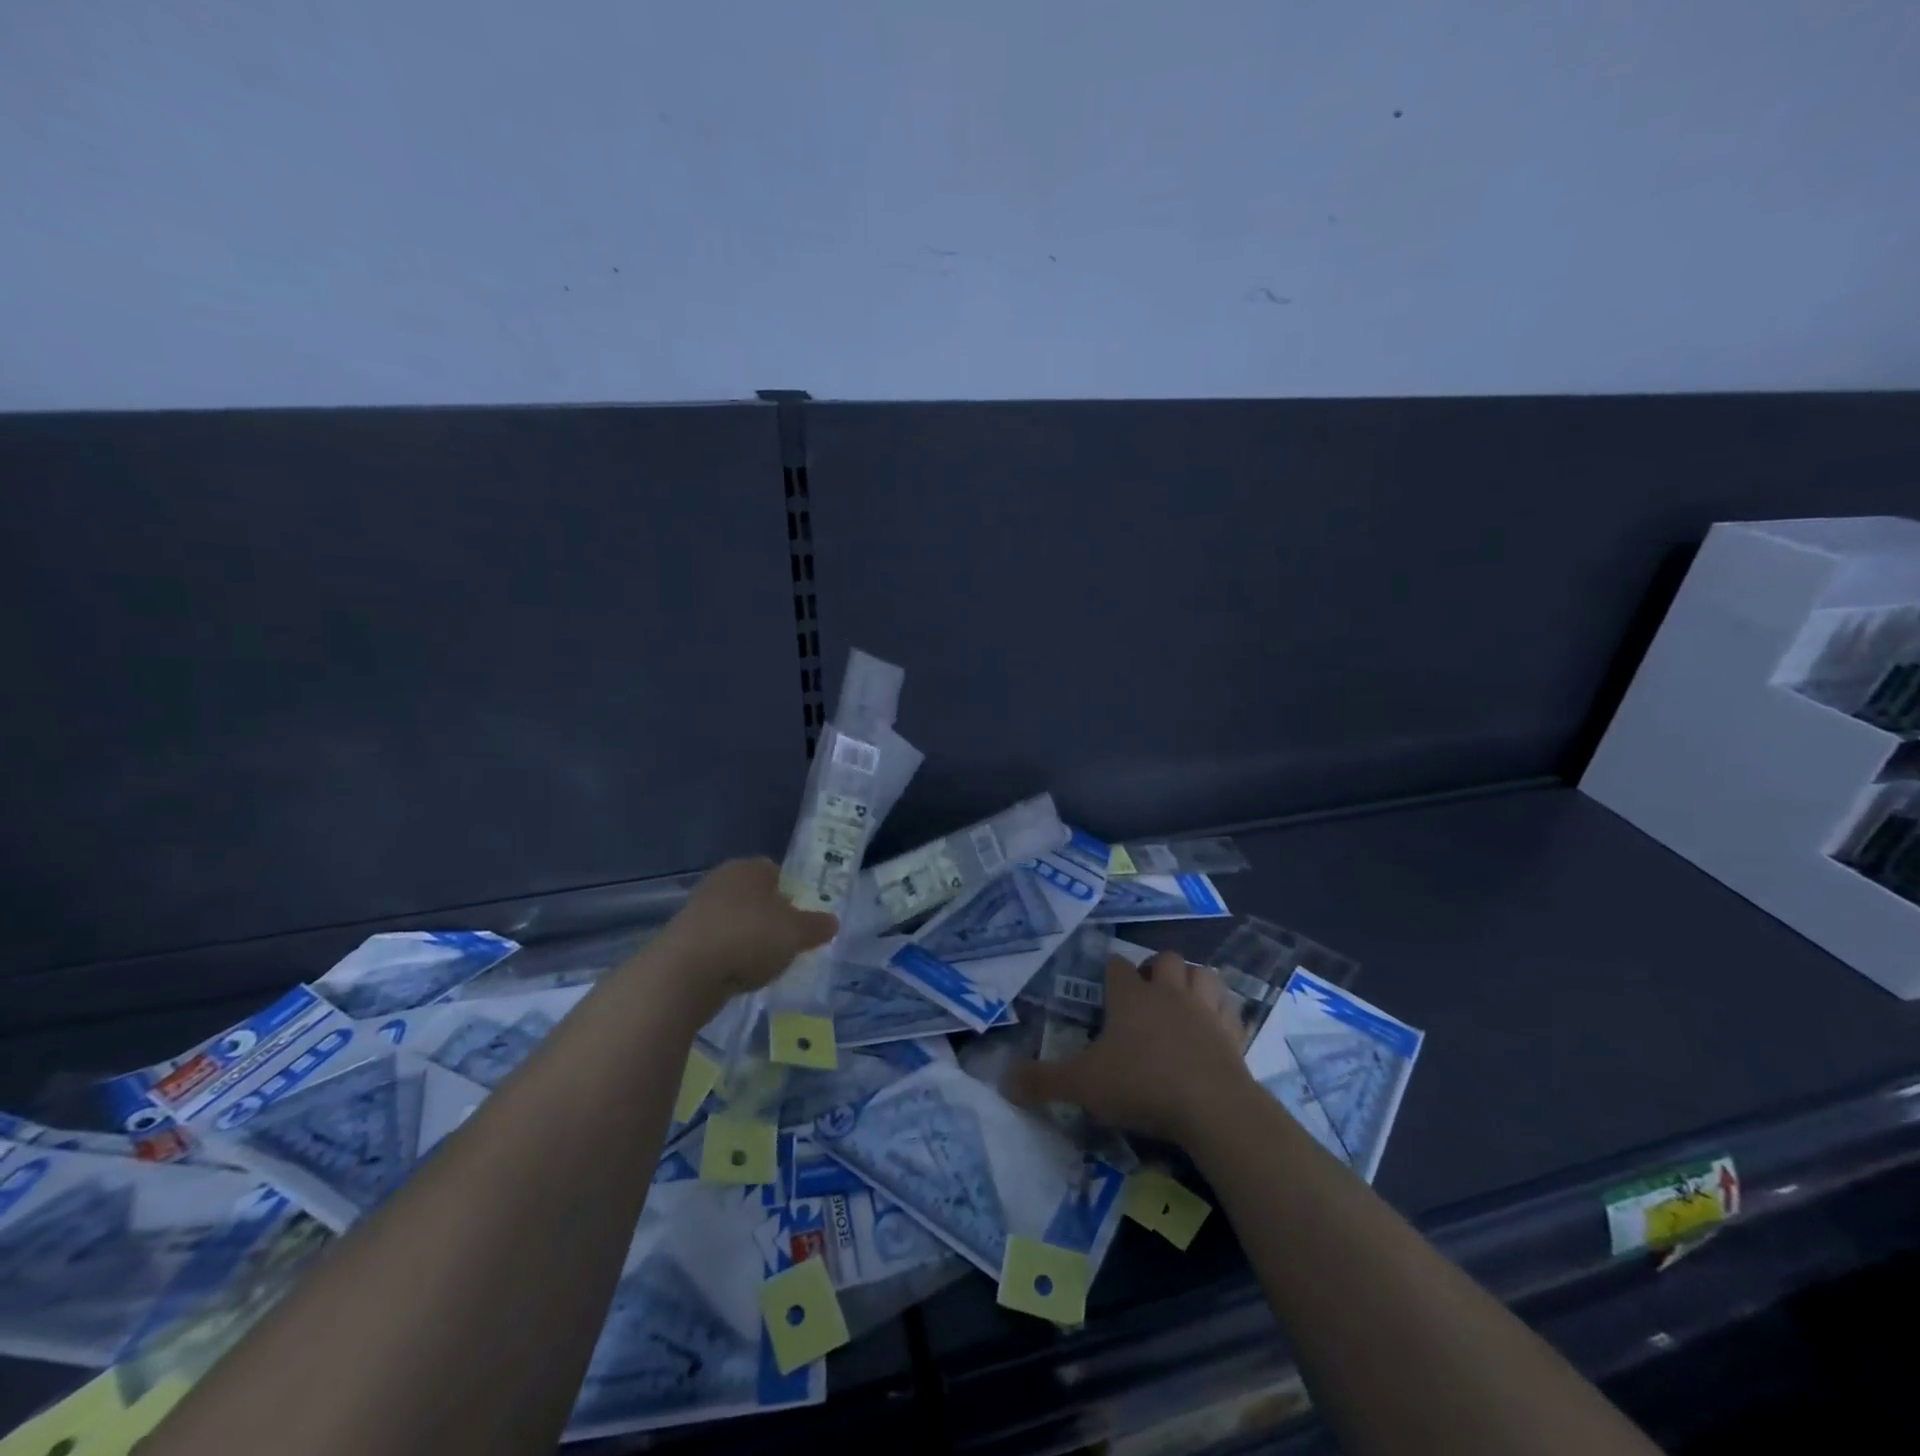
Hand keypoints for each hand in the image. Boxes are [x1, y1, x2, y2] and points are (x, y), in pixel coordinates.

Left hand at [643, 858, 837, 1020]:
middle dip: (770, 915)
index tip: (803, 916)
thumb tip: (832, 921)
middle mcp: (722, 880)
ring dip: (748, 937)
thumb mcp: (795, 933)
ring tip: (766, 962)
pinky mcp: (684, 939)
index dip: (793, 891)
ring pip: (735, 919)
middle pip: (754, 895)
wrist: (686, 972)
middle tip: (788, 939)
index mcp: (749, 868)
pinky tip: (740, 974)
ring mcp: (699, 909)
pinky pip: (718, 943)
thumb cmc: (749, 937)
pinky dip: (730, 955)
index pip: (776, 871)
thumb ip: (816, 926)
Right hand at [1007, 950, 1254, 1145]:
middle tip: (1146, 995)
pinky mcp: (1234, 1034)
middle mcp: (1169, 993)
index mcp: (1131, 996)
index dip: (1110, 972)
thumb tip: (1002, 1081)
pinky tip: (1216, 1029)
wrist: (1212, 1107)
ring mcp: (1206, 1010)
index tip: (1105, 986)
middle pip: (1165, 959)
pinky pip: (1231, 1011)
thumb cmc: (1141, 1084)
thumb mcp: (1082, 1085)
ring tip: (1183, 1002)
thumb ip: (1042, 1081)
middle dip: (1156, 969)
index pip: (1117, 966)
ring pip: (1203, 974)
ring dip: (1193, 981)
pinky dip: (1223, 1014)